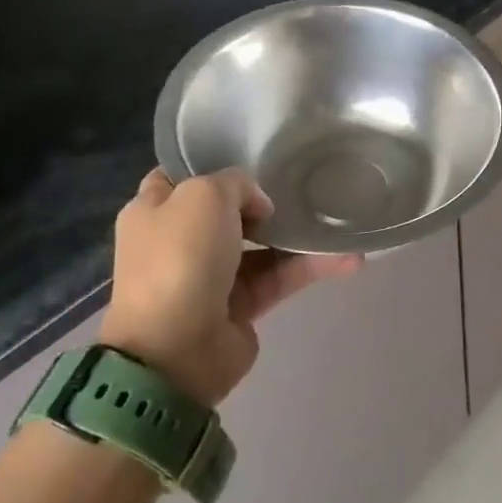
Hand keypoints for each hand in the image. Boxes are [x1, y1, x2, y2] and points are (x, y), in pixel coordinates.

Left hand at [100, 170, 361, 405]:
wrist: (176, 350)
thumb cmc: (181, 258)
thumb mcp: (203, 196)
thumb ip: (236, 183)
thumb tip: (259, 207)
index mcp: (155, 211)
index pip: (182, 176)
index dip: (214, 163)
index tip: (255, 152)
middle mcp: (180, 241)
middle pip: (229, 211)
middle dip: (264, 200)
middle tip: (302, 184)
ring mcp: (211, 275)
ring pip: (262, 245)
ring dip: (298, 236)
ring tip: (338, 222)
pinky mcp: (240, 306)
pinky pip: (279, 277)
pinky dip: (310, 268)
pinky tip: (347, 258)